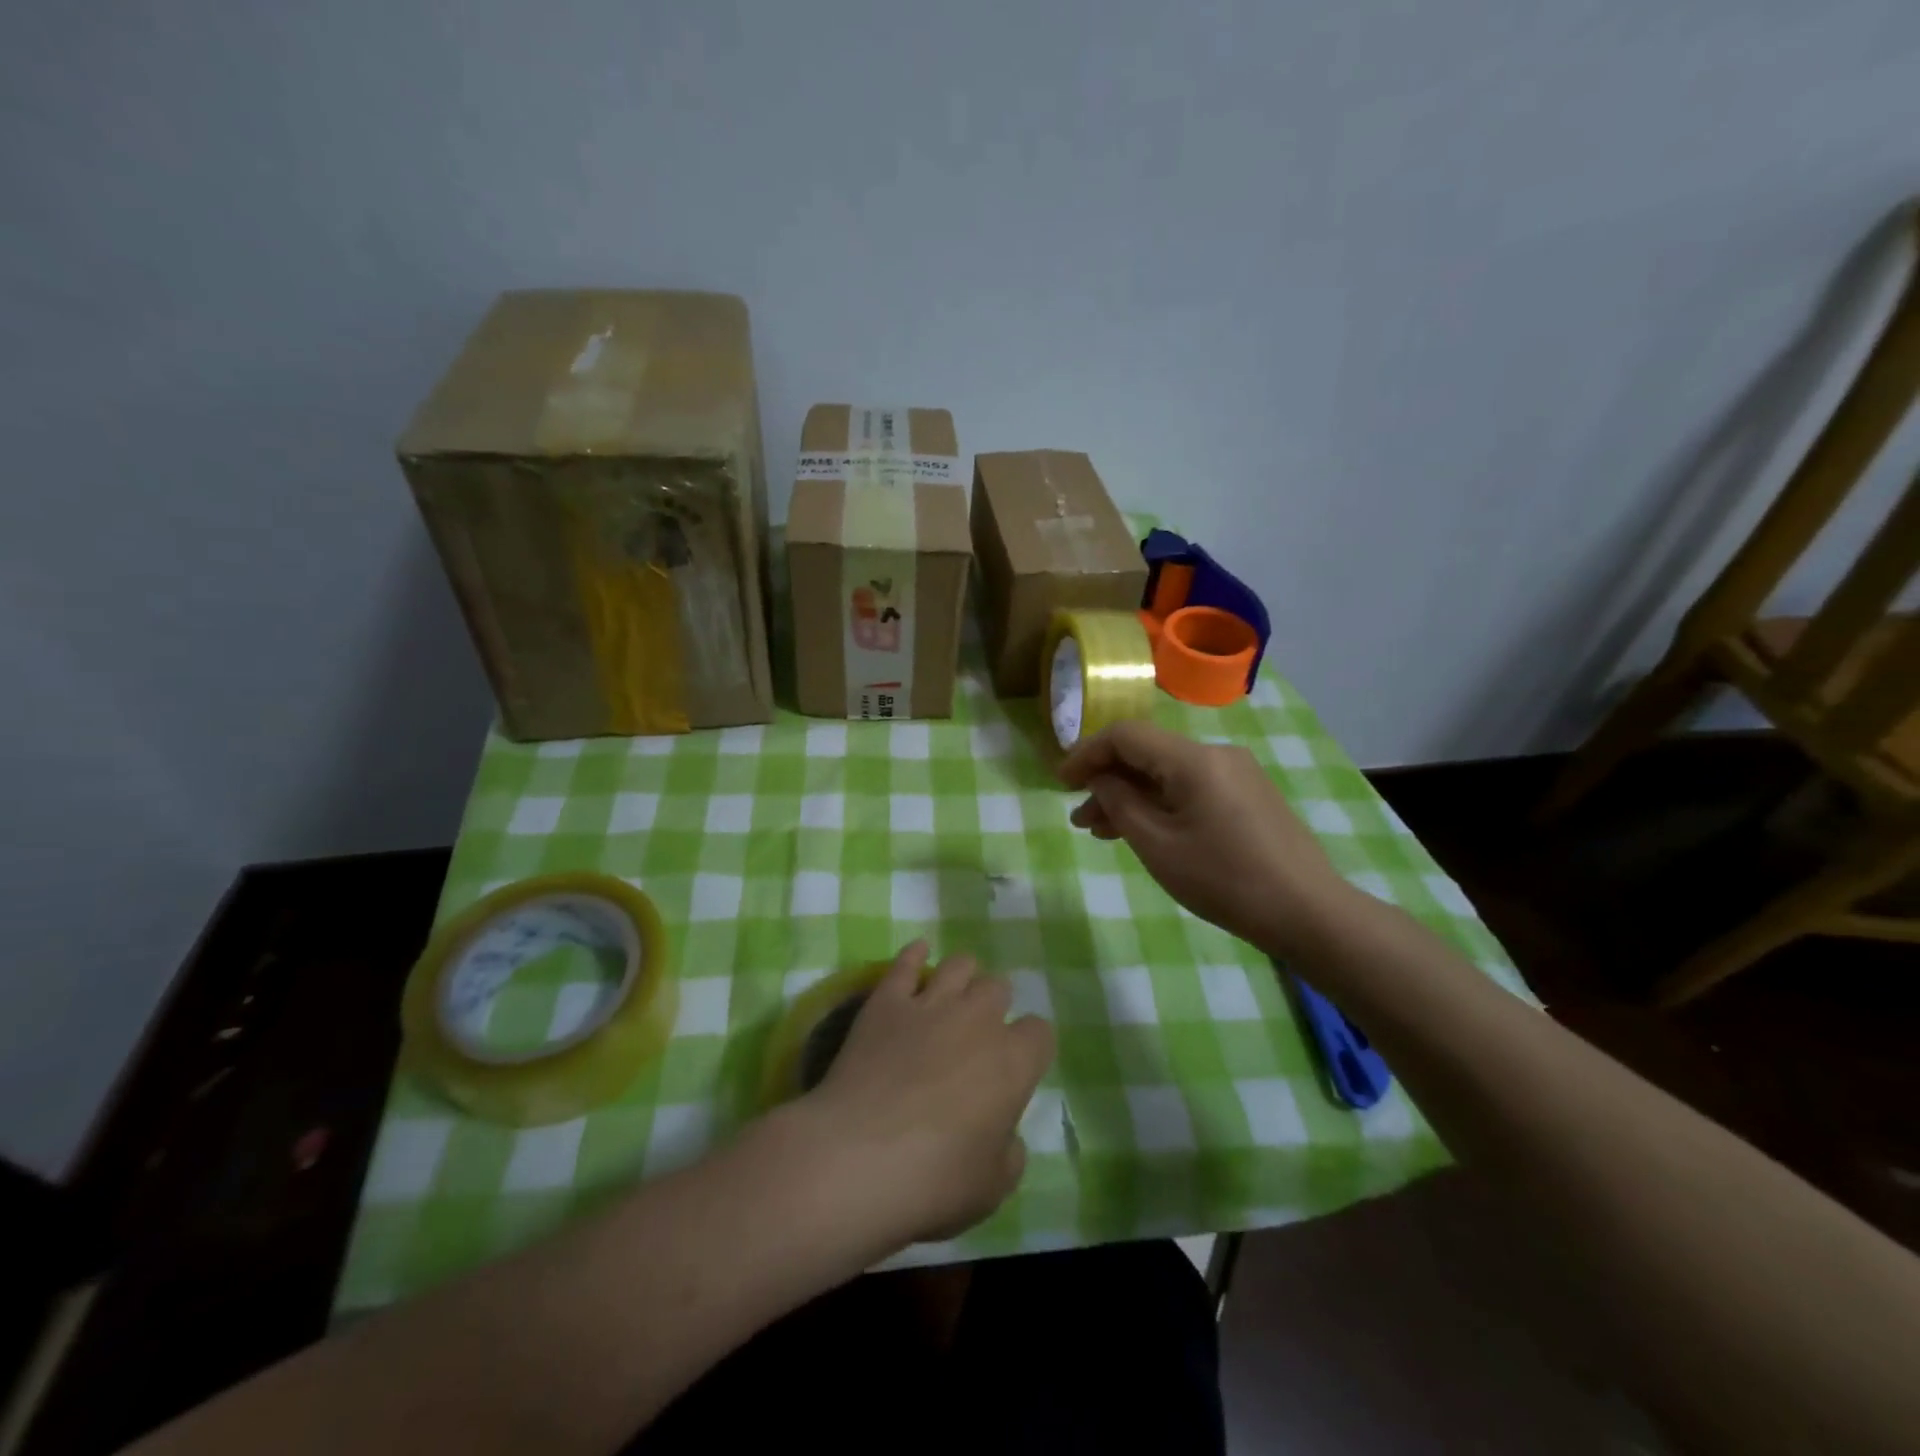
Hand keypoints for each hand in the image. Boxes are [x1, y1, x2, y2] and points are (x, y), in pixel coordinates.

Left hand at [790, 941, 1054, 1248]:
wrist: (858, 1157)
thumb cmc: (933, 1181)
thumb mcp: (991, 1188)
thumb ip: (1008, 1154)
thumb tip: (1005, 1136)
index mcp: (1014, 1062)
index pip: (1040, 1033)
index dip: (1031, 1048)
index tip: (1017, 1067)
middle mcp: (978, 1020)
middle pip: (999, 989)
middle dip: (994, 1006)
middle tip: (979, 1033)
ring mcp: (930, 1003)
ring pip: (959, 965)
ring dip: (963, 975)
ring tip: (955, 992)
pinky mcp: (886, 1002)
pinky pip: (905, 963)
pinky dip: (914, 955)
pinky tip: (918, 952)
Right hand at [1059, 720, 1348, 954]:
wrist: (1307, 912)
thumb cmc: (1223, 879)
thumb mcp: (1157, 845)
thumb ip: (1120, 803)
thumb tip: (1100, 778)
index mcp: (1193, 759)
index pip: (1125, 736)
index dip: (1086, 753)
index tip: (1060, 783)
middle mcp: (1216, 754)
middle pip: (1147, 754)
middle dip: (1107, 781)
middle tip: (1079, 817)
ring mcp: (1237, 773)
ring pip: (1168, 773)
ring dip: (1132, 796)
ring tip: (1102, 831)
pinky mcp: (1248, 795)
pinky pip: (1192, 788)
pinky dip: (1161, 803)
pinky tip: (1145, 831)